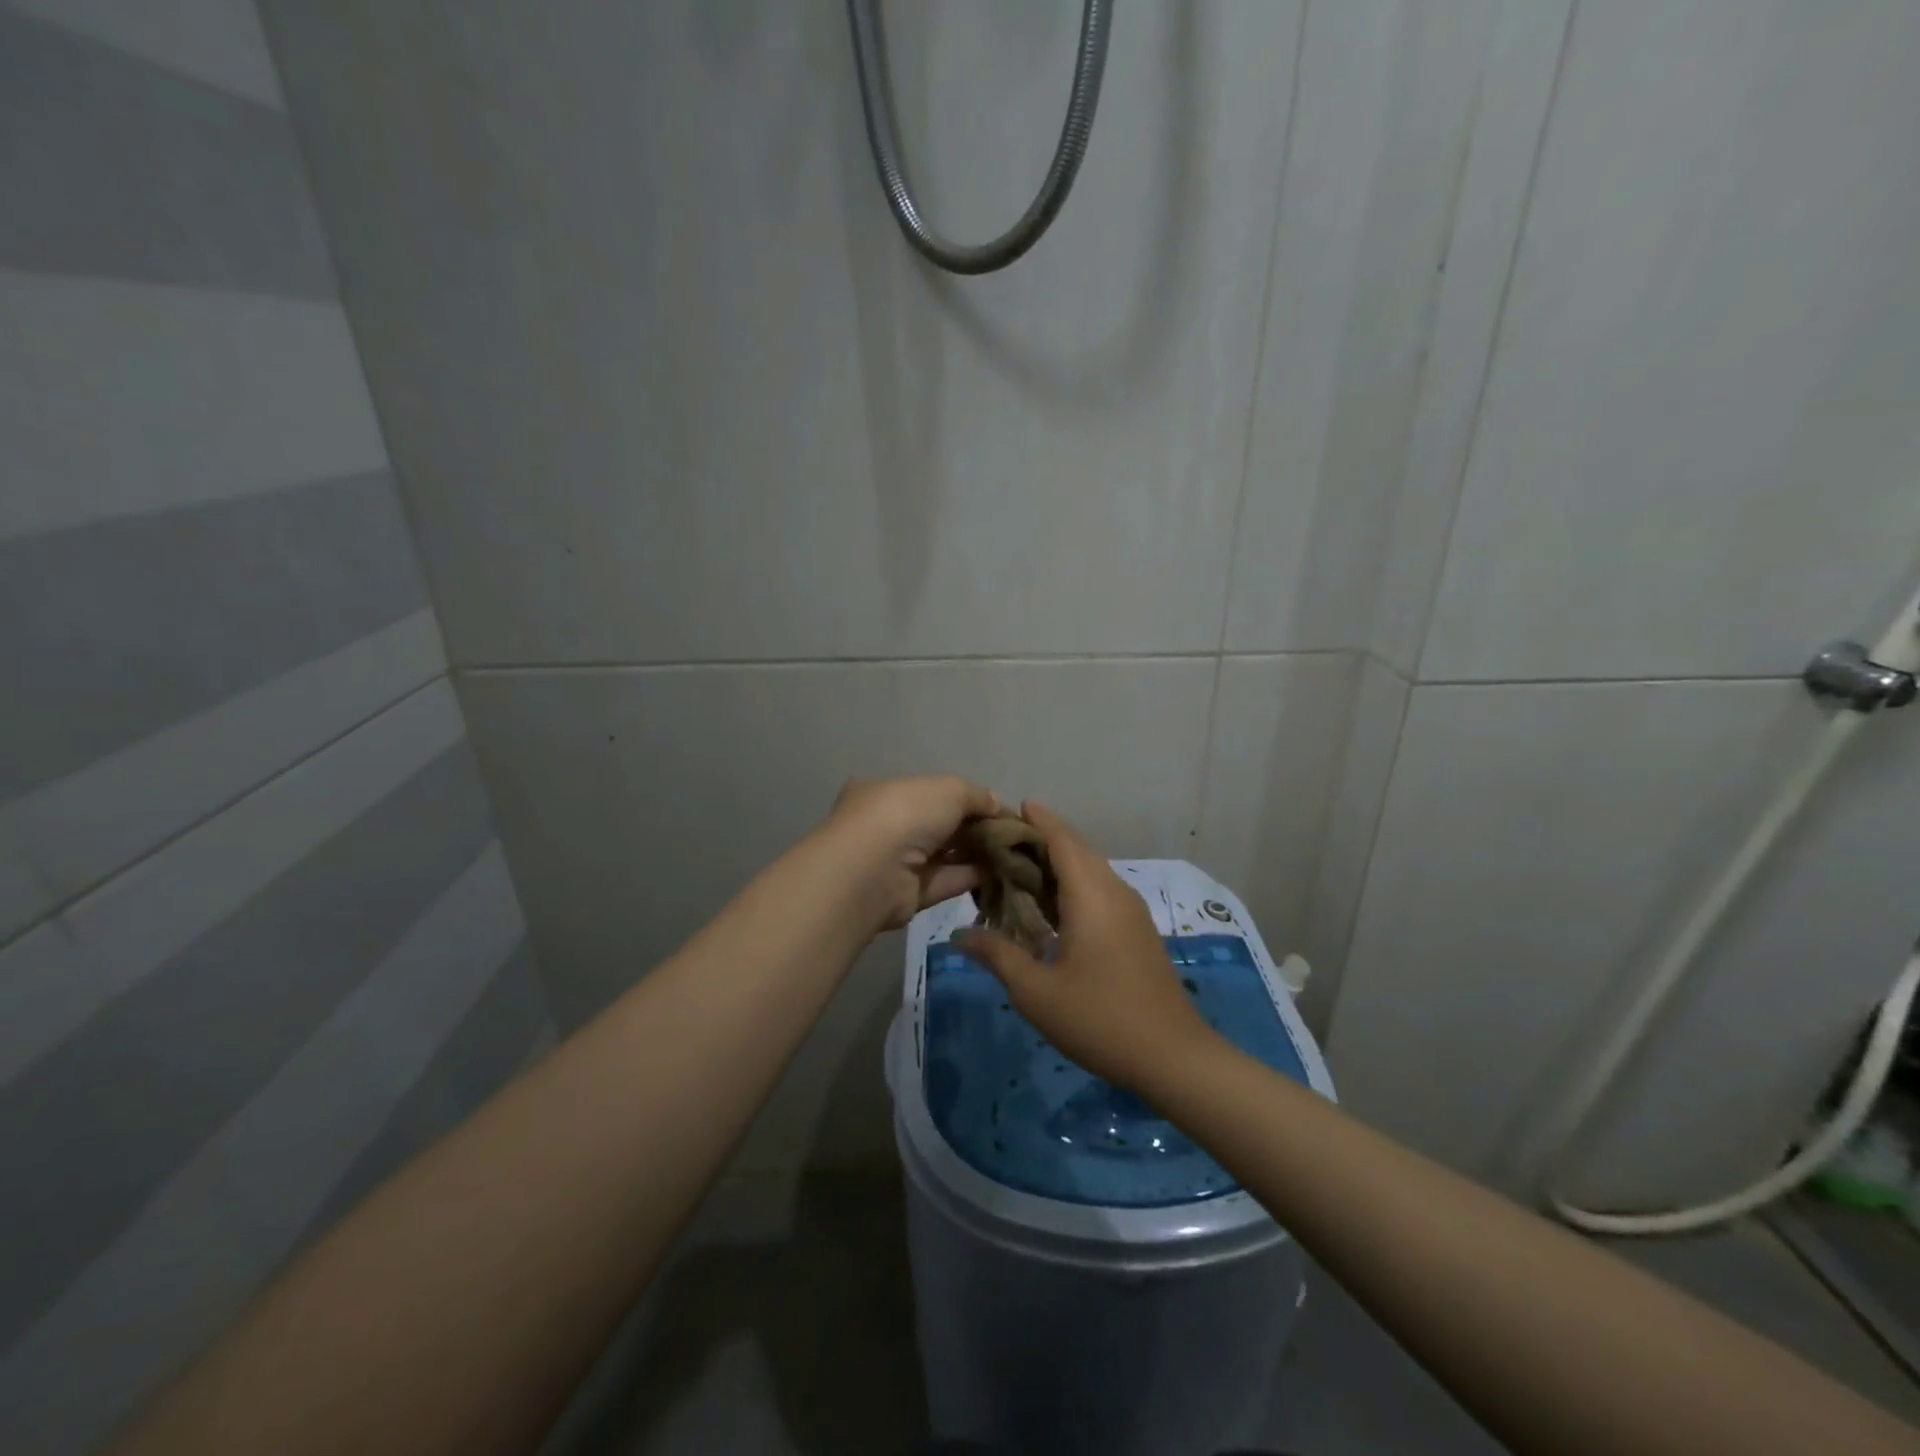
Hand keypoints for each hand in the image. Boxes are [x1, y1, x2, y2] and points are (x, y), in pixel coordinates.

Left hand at [816, 775, 999, 930]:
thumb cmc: (906, 815)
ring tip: (1015, 853)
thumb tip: (996, 803)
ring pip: (945, 855)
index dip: (965, 799)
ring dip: (977, 853)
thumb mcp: (949, 789)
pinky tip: (1002, 872)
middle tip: (1011, 833)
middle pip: (939, 825)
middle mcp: (888, 826)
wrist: (874, 870)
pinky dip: (972, 876)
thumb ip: (976, 795)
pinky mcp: (909, 895)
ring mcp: (897, 862)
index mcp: (887, 793)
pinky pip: (946, 881)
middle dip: (974, 827)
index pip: (931, 793)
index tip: (996, 807)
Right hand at [957, 802, 1217, 1091]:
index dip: (1039, 820)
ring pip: (1092, 871)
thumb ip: (998, 956)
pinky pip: (1101, 891)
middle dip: (1044, 839)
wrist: (1173, 1057)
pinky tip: (1052, 907)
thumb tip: (960, 934)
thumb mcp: (1036, 992)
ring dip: (1060, 863)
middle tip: (1004, 840)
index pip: (1063, 840)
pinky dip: (1074, 885)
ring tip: (1021, 869)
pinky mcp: (1137, 931)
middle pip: (1079, 850)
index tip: (1012, 806)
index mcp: (1092, 896)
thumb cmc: (1100, 1019)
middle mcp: (1115, 893)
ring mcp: (1131, 912)